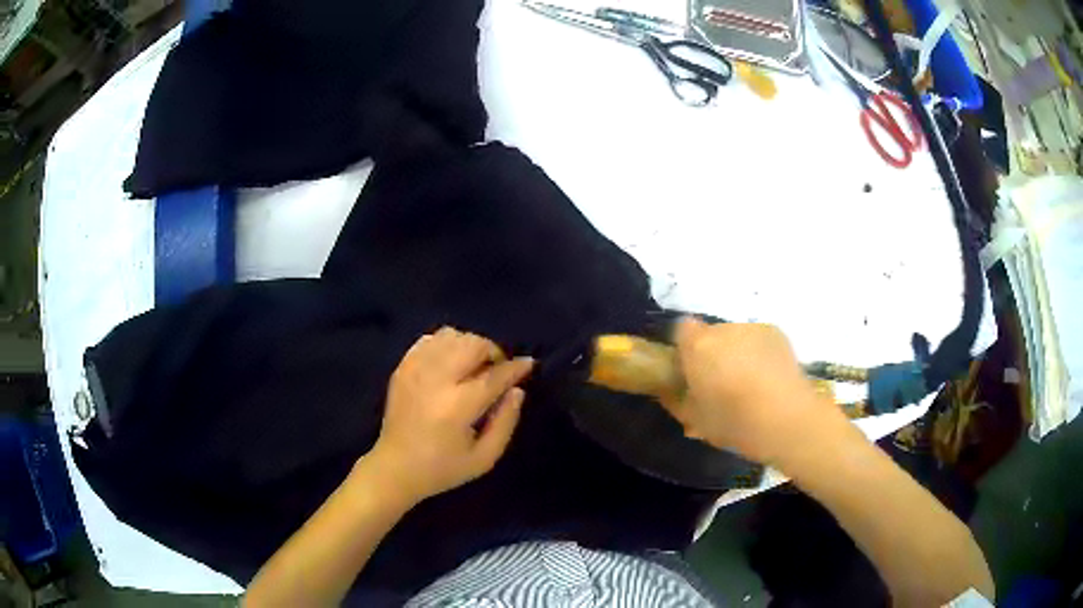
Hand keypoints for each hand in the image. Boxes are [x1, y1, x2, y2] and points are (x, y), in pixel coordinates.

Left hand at [368, 327, 534, 503]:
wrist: (395, 468)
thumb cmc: (442, 468)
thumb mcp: (484, 458)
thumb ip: (506, 422)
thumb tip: (517, 390)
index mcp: (458, 406)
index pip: (494, 375)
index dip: (516, 368)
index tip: (529, 364)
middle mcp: (436, 380)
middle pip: (473, 344)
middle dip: (493, 352)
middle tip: (497, 371)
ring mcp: (415, 369)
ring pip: (452, 336)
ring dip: (470, 346)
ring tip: (473, 366)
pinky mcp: (402, 367)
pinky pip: (429, 339)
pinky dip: (446, 344)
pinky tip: (450, 363)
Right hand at [662, 318, 845, 464]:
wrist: (786, 419)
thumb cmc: (734, 422)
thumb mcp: (694, 420)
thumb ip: (675, 399)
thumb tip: (667, 389)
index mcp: (698, 346)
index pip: (681, 330)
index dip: (684, 348)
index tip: (689, 370)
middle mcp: (724, 329)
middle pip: (710, 334)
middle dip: (712, 352)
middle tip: (720, 382)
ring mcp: (753, 328)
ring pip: (736, 337)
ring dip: (736, 352)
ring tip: (748, 382)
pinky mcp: (776, 333)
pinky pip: (757, 340)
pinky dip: (757, 353)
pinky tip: (767, 378)